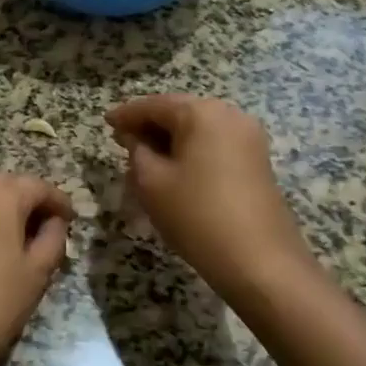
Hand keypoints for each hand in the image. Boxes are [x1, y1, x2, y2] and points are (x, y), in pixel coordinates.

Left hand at [0, 175, 73, 365]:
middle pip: (11, 186)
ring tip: (28, 240)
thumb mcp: (37, 272)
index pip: (39, 187)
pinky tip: (1, 246)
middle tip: (52, 230)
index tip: (73, 221)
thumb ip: (53, 238)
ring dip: (10, 211)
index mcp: (0, 194)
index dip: (59, 202)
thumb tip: (55, 222)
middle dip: (33, 203)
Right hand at [106, 95, 310, 299]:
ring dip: (170, 139)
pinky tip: (174, 169)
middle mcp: (230, 115)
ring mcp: (249, 138)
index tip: (106, 122)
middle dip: (150, 125)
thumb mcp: (151, 182)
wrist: (259, 261)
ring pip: (199, 129)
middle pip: (180, 112)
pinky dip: (191, 150)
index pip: (155, 105)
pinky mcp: (257, 161)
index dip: (127, 114)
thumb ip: (137, 150)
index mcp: (202, 113)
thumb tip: (135, 137)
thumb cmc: (196, 215)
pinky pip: (215, 144)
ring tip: (145, 157)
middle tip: (122, 140)